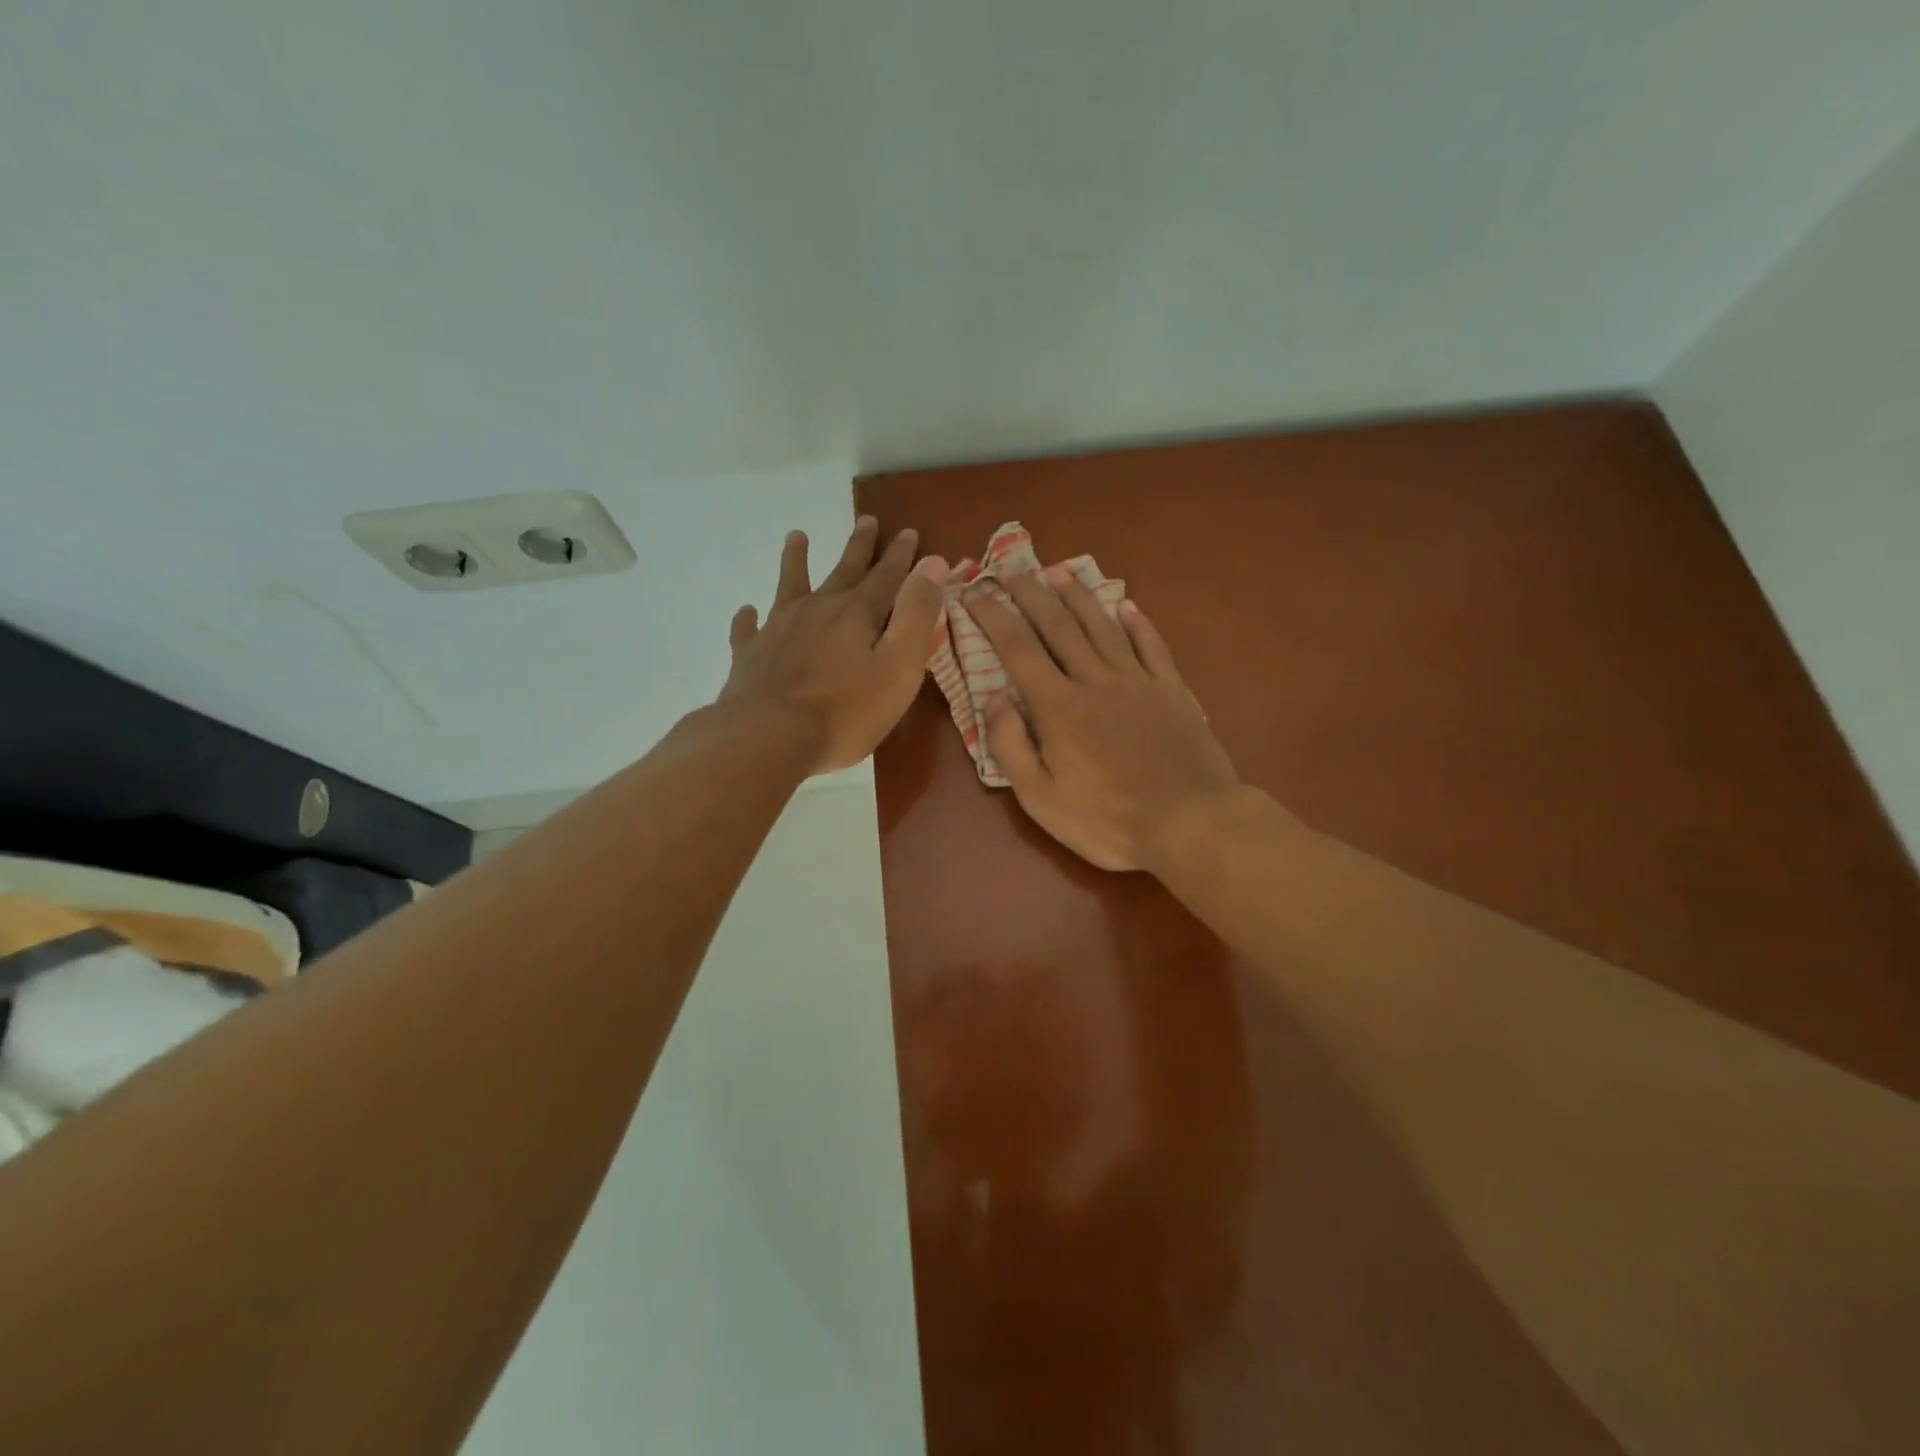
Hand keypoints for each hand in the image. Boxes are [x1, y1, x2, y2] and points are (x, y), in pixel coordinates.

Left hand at [719, 517, 948, 774]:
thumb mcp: (898, 666)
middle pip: (843, 571)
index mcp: (857, 613)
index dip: (901, 555)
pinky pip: (749, 629)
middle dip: (859, 547)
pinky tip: (747, 611)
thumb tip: (933, 563)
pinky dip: (749, 618)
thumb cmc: (845, 711)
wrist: (769, 738)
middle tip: (866, 519)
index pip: (886, 576)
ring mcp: (779, 629)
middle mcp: (818, 610)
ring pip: (790, 585)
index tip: (909, 532)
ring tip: (797, 536)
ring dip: (796, 560)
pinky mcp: (750, 655)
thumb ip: (916, 614)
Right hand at [968, 568, 1240, 871]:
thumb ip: (1010, 745)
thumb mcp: (1040, 798)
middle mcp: (1095, 681)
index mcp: (1058, 706)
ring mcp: (1138, 682)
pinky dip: (1138, 623)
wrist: (1190, 824)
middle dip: (1031, 594)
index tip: (974, 591)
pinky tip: (1127, 605)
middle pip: (1058, 626)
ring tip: (1059, 572)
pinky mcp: (1172, 691)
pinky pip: (1152, 646)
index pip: (1017, 649)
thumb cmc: (1107, 820)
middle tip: (1012, 568)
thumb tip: (993, 696)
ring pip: (1102, 627)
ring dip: (1078, 597)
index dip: (992, 616)